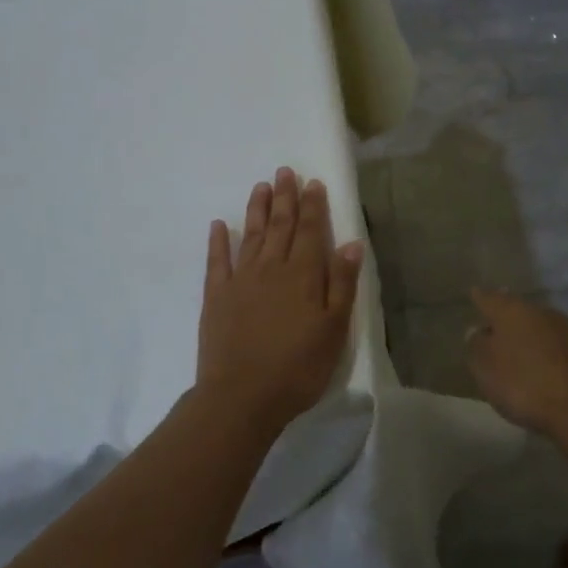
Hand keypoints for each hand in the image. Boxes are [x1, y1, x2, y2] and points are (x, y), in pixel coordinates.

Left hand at [197, 167, 364, 430]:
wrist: (242, 397)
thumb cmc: (298, 367)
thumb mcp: (334, 329)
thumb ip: (342, 283)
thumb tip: (351, 242)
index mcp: (303, 275)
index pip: (310, 230)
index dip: (313, 205)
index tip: (313, 182)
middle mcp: (271, 268)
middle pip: (280, 226)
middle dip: (284, 197)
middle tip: (284, 171)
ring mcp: (240, 280)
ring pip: (251, 235)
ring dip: (257, 210)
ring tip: (261, 186)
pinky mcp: (216, 297)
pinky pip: (217, 261)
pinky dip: (218, 241)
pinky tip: (219, 225)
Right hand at [466, 289, 567, 433]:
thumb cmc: (522, 383)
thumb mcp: (484, 367)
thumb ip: (476, 345)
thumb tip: (478, 331)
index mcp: (512, 311)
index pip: (489, 298)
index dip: (480, 298)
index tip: (475, 294)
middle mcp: (540, 312)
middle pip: (517, 310)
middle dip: (505, 318)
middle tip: (494, 327)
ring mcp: (566, 330)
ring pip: (539, 326)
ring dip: (528, 335)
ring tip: (518, 350)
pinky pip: (556, 346)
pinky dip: (546, 352)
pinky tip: (542, 366)